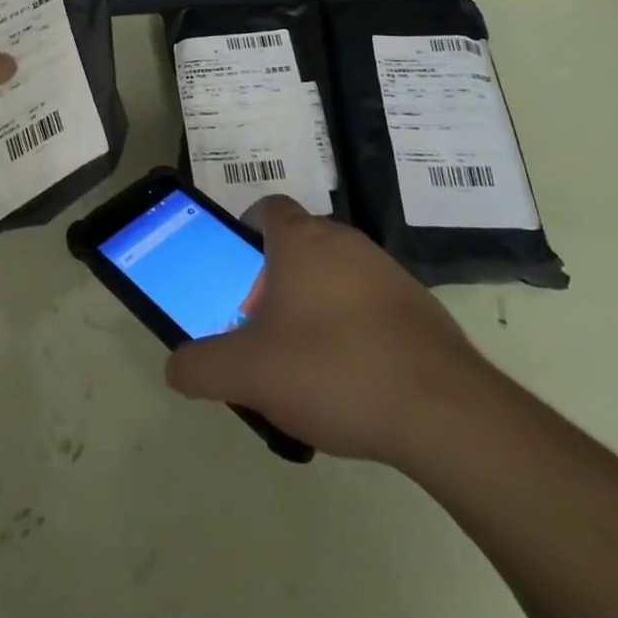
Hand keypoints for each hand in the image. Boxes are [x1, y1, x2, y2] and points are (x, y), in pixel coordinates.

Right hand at [164, 196, 497, 469]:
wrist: (442, 410)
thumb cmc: (332, 369)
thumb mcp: (249, 374)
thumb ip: (201, 367)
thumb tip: (175, 367)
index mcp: (300, 240)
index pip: (266, 208)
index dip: (246, 231)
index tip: (238, 271)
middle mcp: (343, 240)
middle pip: (299, 244)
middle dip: (277, 278)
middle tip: (265, 327)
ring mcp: (386, 270)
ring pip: (336, 273)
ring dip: (317, 303)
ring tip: (309, 361)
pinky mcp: (420, 305)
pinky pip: (372, 302)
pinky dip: (356, 326)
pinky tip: (355, 378)